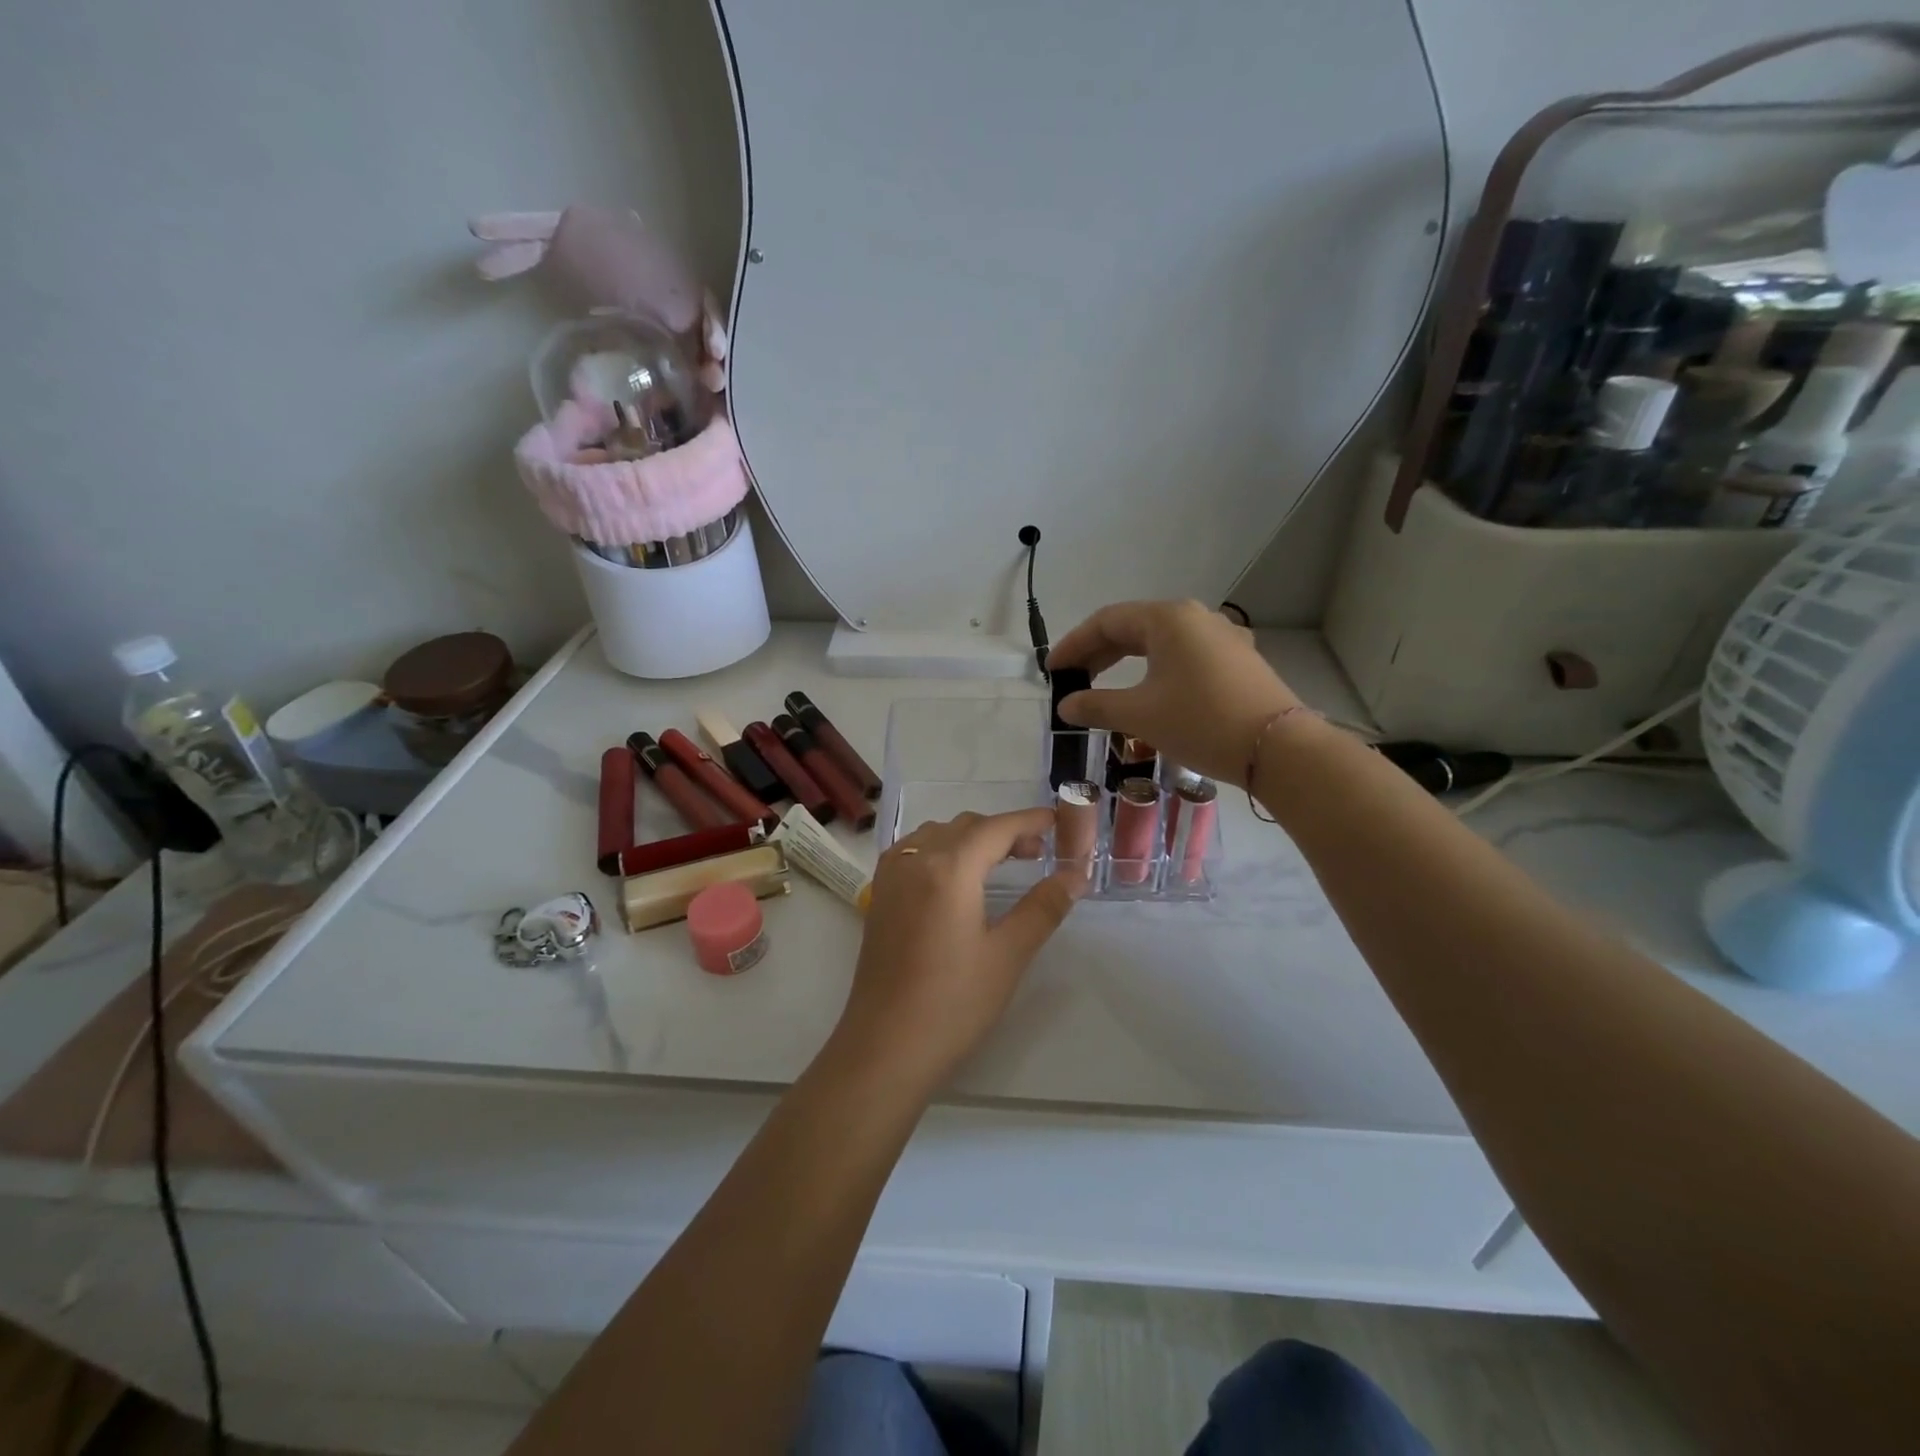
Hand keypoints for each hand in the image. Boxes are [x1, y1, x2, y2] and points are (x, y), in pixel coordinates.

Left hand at [831, 809, 1079, 1095]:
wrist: (886, 1046)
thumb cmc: (954, 1002)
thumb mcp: (1008, 954)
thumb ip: (1043, 907)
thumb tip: (1075, 874)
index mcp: (949, 868)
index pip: (996, 828)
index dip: (1030, 821)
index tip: (1058, 822)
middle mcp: (915, 859)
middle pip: (966, 826)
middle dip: (1003, 831)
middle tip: (1037, 854)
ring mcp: (891, 876)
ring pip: (937, 834)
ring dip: (971, 838)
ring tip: (1000, 864)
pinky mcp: (879, 895)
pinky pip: (914, 850)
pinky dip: (942, 849)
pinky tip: (956, 877)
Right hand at [1049, 600, 1299, 785]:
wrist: (1278, 749)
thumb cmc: (1201, 722)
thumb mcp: (1140, 715)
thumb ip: (1096, 705)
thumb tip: (1065, 706)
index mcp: (1168, 619)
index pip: (1107, 621)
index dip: (1074, 644)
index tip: (1052, 670)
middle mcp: (1197, 617)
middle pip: (1134, 627)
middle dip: (1099, 652)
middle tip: (1073, 679)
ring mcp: (1223, 637)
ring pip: (1161, 642)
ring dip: (1128, 662)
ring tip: (1106, 686)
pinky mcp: (1239, 661)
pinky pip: (1185, 656)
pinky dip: (1157, 670)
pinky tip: (1153, 691)